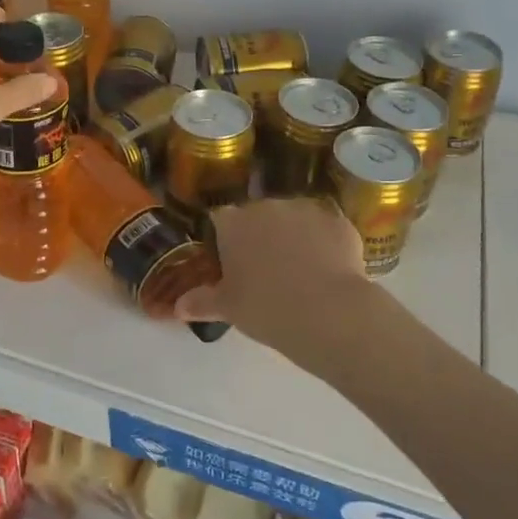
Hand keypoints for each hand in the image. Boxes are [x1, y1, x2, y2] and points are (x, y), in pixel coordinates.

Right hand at [173, 199, 371, 369]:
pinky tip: (329, 269)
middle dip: (260, 235)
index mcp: (234, 222)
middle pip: (258, 215)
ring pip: (294, 218)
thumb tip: (178, 307)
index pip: (220, 219)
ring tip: (301, 270)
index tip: (231, 261)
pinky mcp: (339, 221)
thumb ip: (201, 301)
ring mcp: (306, 209)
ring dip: (293, 235)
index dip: (225, 238)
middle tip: (265, 270)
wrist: (329, 312)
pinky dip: (325, 243)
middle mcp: (267, 206)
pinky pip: (325, 228)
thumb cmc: (266, 308)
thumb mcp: (228, 308)